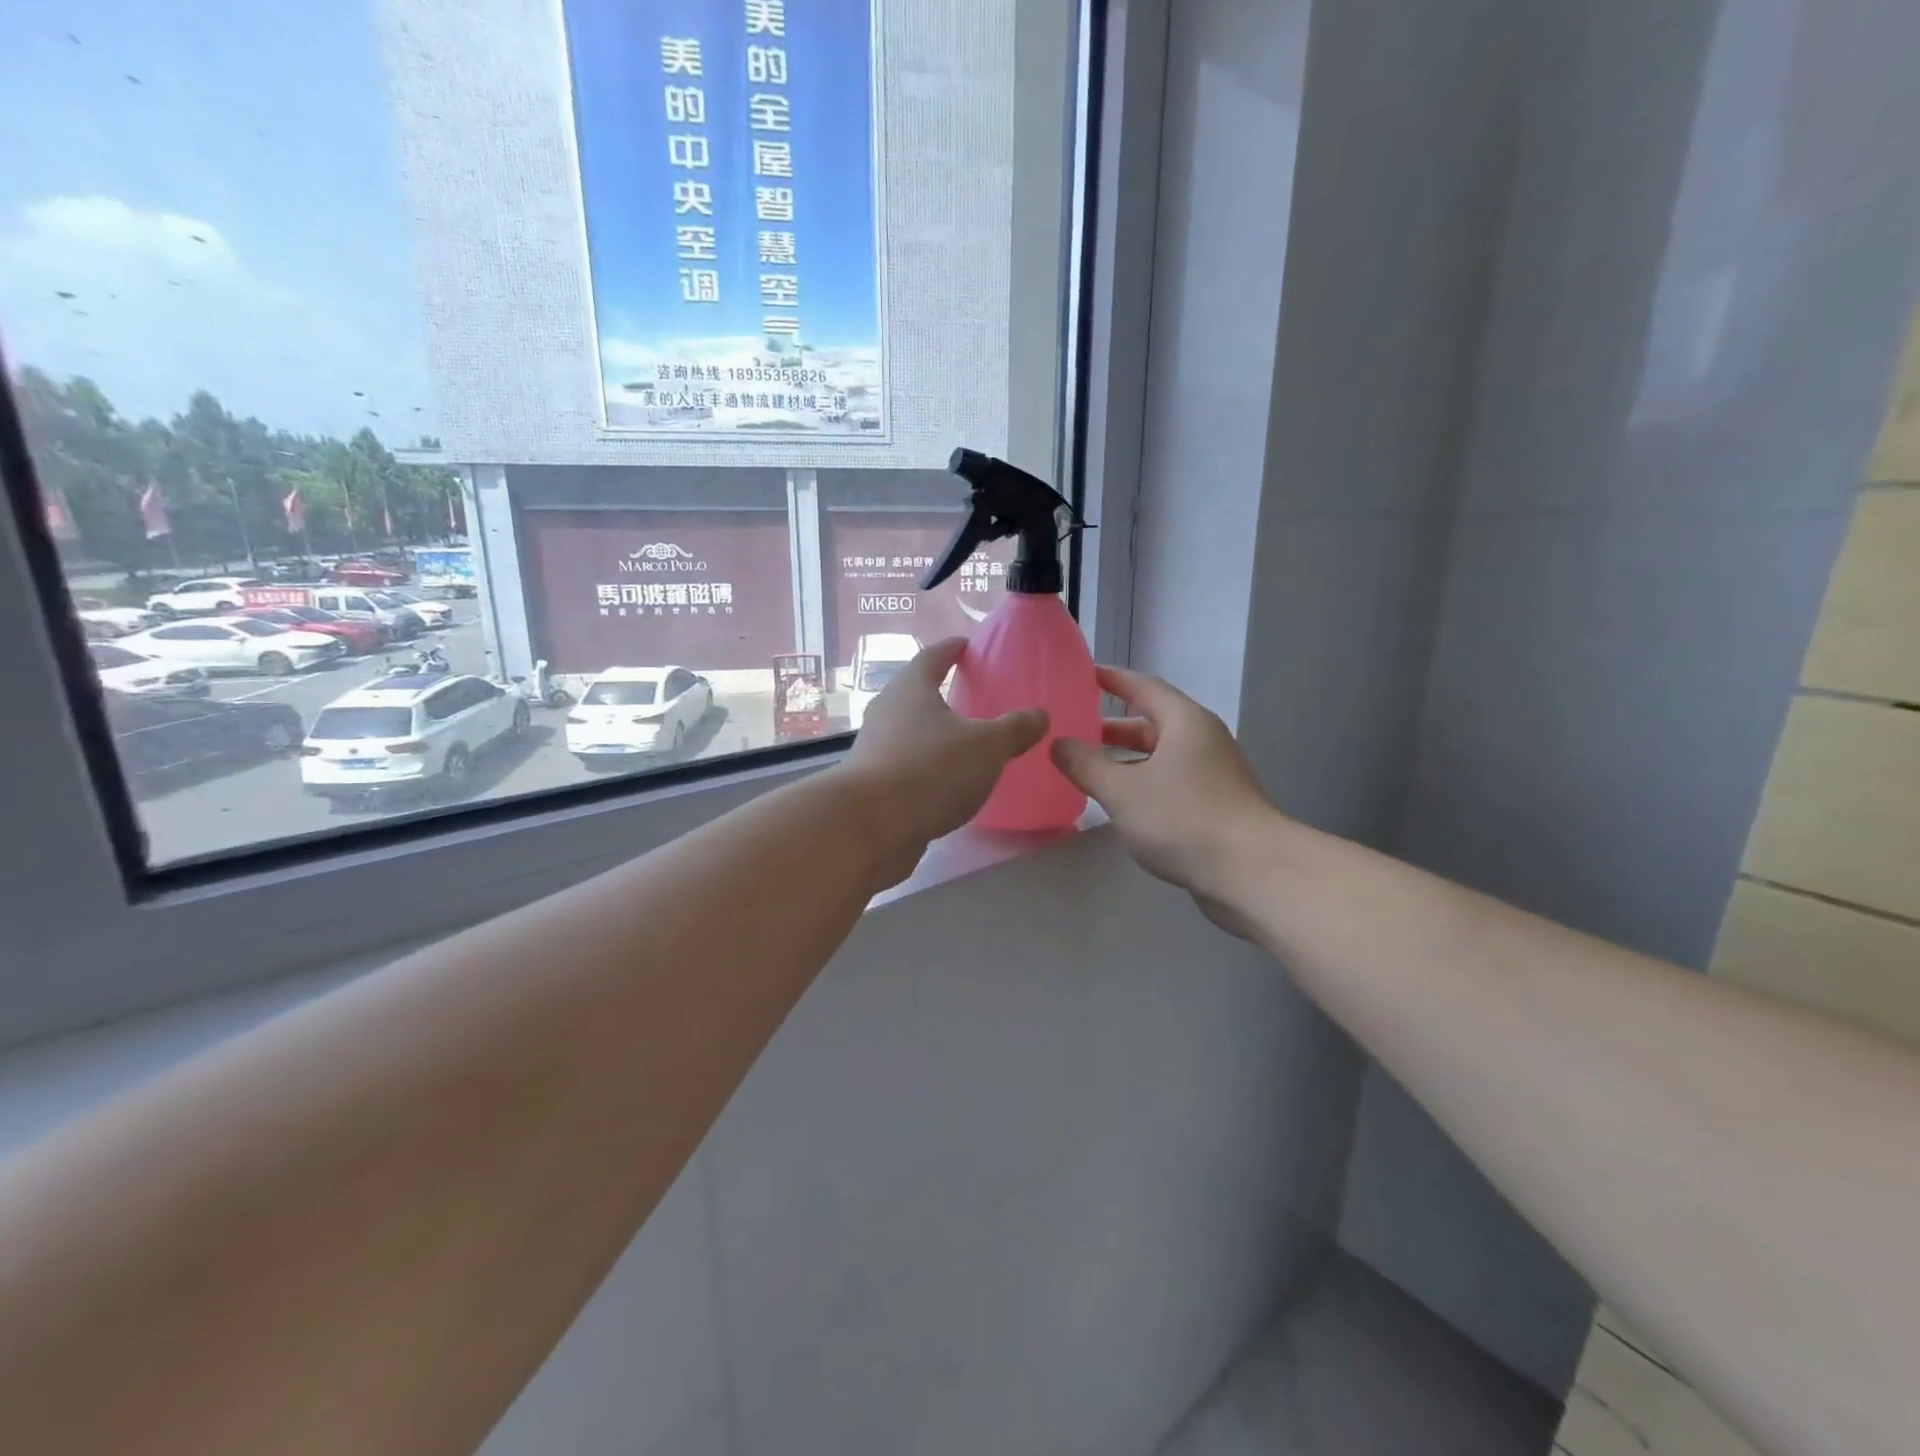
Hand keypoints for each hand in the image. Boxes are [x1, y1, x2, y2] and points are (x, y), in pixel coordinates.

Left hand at [844, 638, 1048, 885]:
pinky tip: (949, 785)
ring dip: (934, 734)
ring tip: (966, 744)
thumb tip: (1040, 715)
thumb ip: (1015, 729)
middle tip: (972, 696)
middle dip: (942, 693)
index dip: (952, 649)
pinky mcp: (874, 785)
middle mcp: (887, 711)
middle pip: (916, 693)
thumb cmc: (930, 770)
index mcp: (911, 688)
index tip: (966, 644)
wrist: (870, 827)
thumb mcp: (987, 746)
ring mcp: (875, 749)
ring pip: (910, 732)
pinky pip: (908, 766)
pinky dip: (928, 768)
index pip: (933, 656)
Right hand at [1050, 666, 1276, 915]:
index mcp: (1184, 722)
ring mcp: (1214, 773)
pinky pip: (1172, 781)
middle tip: (1076, 731)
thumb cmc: (1182, 818)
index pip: (1143, 687)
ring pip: (1162, 756)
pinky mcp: (1218, 804)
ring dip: (1127, 760)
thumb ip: (1085, 764)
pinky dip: (1144, 783)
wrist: (1251, 871)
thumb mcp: (1122, 790)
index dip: (1112, 679)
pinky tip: (1123, 804)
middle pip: (1153, 723)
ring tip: (1091, 770)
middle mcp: (1203, 739)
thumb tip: (1057, 743)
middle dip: (1114, 728)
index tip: (1083, 675)